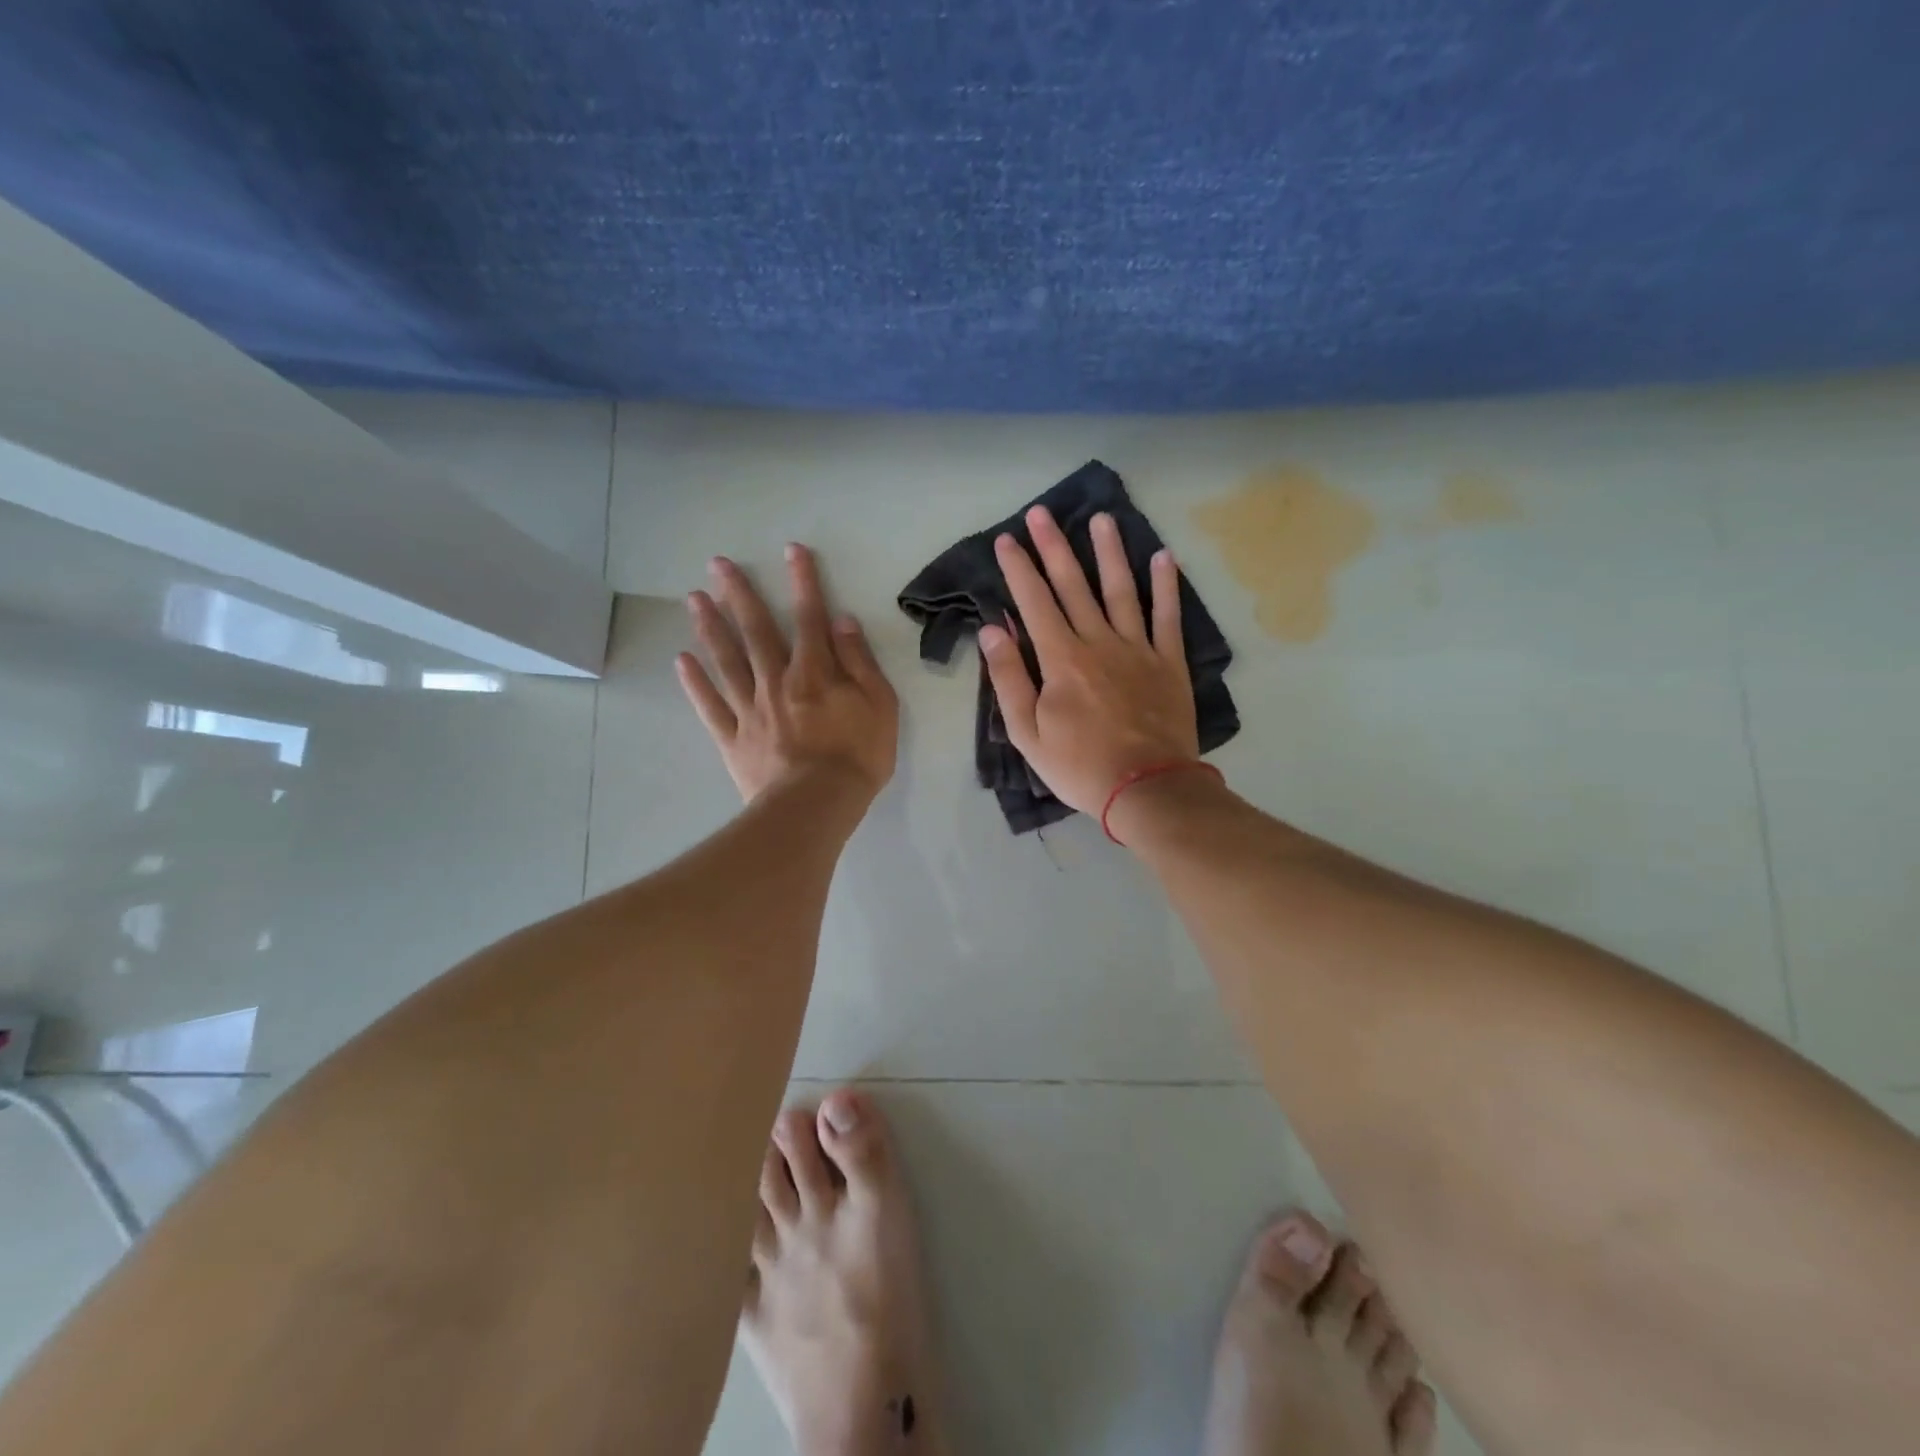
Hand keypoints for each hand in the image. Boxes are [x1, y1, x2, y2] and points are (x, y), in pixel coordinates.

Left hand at [676, 545, 898, 803]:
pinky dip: (695, 683)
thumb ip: (860, 662)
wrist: (817, 805)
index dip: (802, 581)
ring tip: (693, 598)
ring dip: (710, 627)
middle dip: (738, 594)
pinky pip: (710, 706)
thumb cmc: (857, 756)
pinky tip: (682, 660)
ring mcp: (750, 709)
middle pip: (756, 630)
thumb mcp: (879, 705)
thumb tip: (842, 621)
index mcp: (814, 672)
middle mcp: (777, 681)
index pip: (809, 617)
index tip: (791, 550)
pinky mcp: (733, 738)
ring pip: (726, 660)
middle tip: (717, 564)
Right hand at [978, 506, 1197, 814]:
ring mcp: (1138, 649)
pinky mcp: (1169, 662)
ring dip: (1109, 552)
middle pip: (1073, 586)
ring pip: (1121, 590)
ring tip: (1102, 518)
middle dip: (1054, 547)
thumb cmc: (1079, 765)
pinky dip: (1166, 586)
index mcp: (1061, 659)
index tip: (1008, 539)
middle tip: (1042, 513)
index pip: (1034, 602)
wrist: (1147, 788)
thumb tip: (992, 630)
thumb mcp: (1027, 732)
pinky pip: (1168, 617)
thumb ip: (1010, 678)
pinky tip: (1163, 557)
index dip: (1019, 569)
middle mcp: (1098, 642)